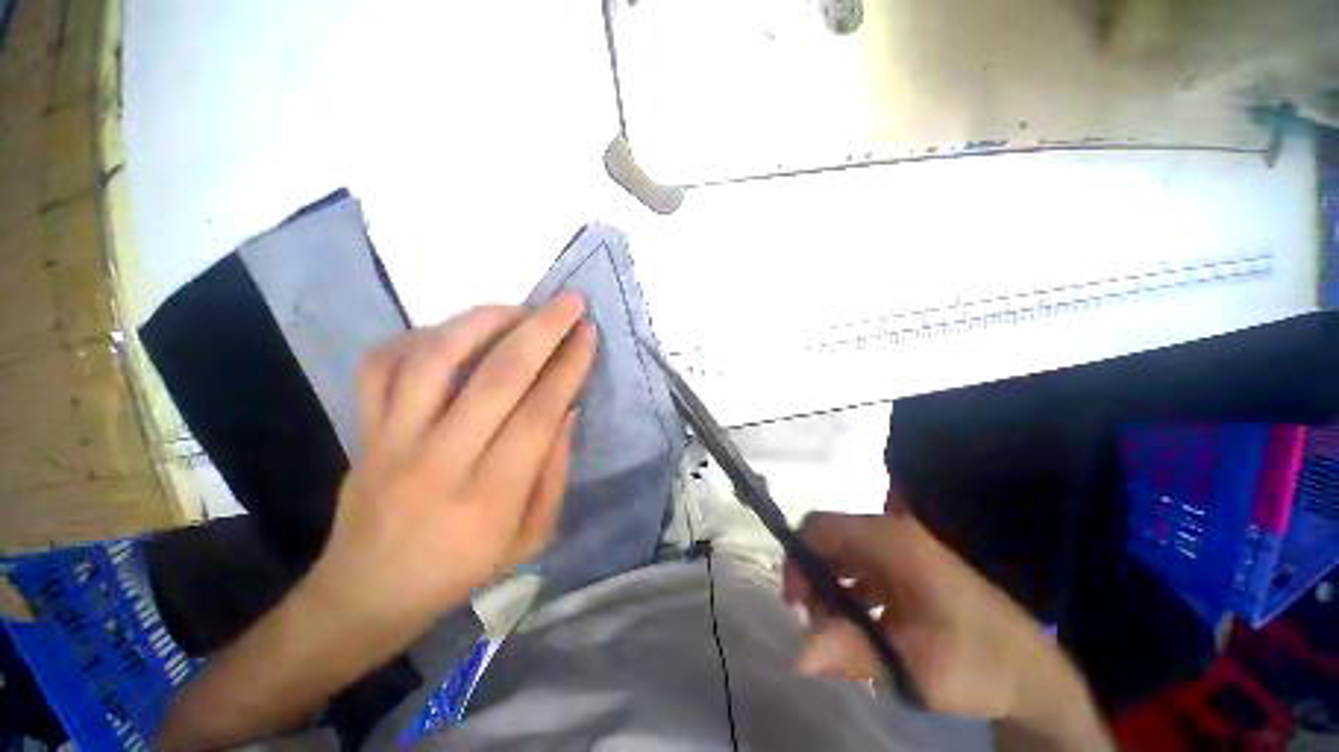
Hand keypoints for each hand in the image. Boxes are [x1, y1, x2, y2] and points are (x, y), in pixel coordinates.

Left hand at [313, 293, 595, 624]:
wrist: (366, 594)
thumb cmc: (461, 571)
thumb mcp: (530, 539)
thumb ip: (554, 472)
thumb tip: (568, 409)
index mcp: (490, 497)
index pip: (539, 412)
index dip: (569, 367)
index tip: (588, 334)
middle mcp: (439, 460)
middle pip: (497, 376)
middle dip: (542, 330)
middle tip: (569, 302)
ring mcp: (392, 440)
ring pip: (435, 357)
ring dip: (484, 320)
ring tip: (517, 308)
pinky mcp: (363, 430)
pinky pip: (381, 365)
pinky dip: (419, 336)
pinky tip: (453, 334)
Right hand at [782, 511, 1088, 723]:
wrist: (1031, 672)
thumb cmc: (976, 663)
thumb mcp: (913, 666)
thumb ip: (852, 653)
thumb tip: (796, 655)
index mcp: (890, 540)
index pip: (818, 527)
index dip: (798, 558)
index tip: (797, 604)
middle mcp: (889, 533)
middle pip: (826, 540)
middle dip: (811, 578)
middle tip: (817, 625)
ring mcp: (898, 548)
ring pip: (839, 555)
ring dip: (827, 588)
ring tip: (836, 632)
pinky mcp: (904, 566)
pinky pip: (857, 569)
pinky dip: (846, 593)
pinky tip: (858, 627)